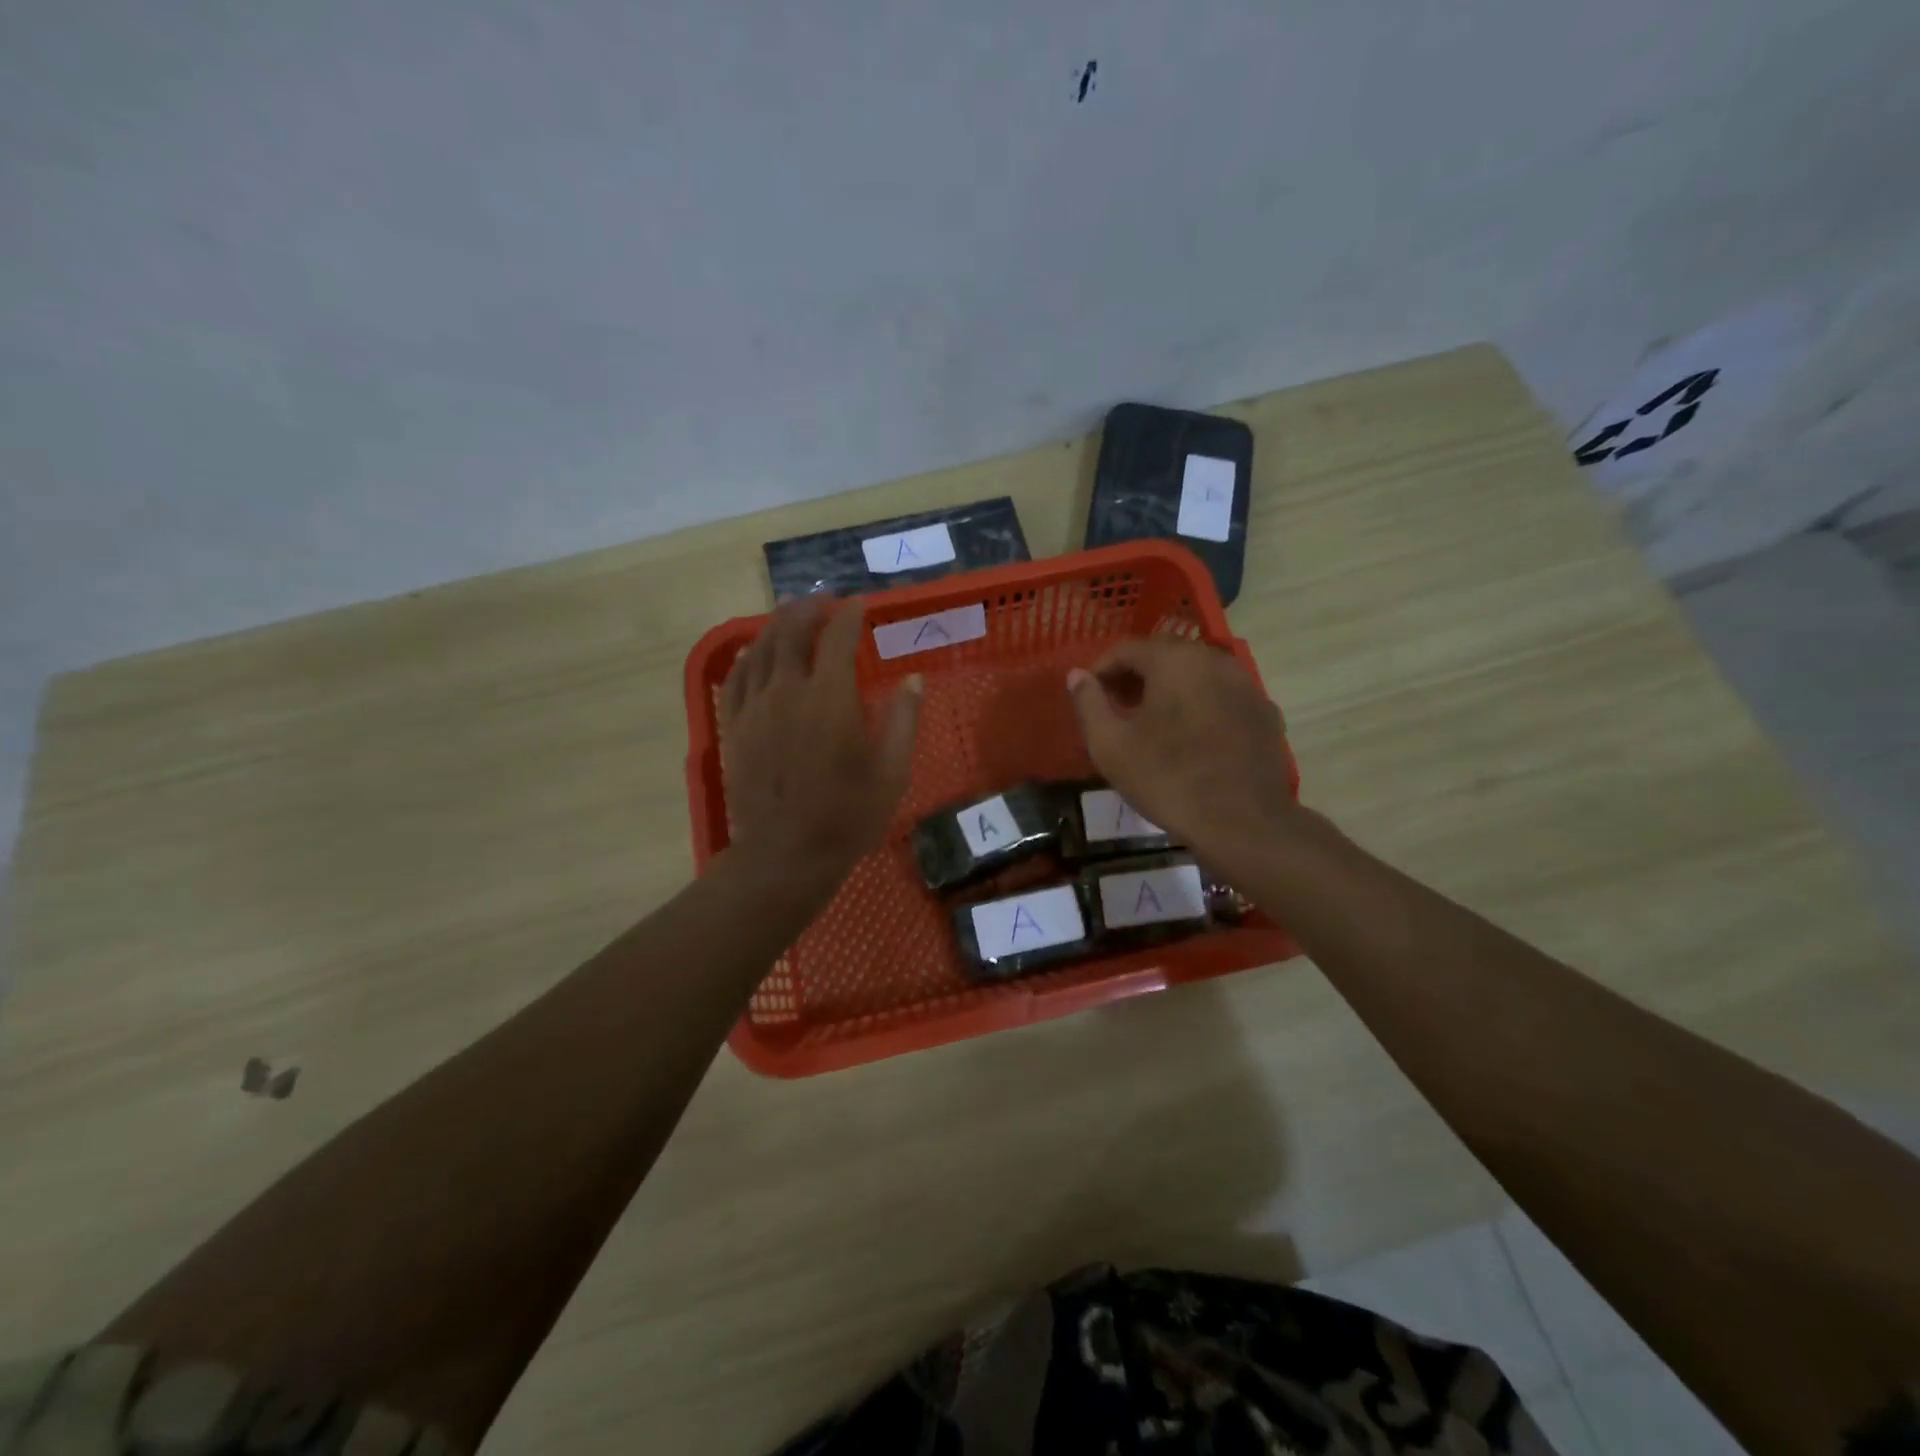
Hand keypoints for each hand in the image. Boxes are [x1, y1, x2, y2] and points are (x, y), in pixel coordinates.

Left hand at [720, 598, 922, 894]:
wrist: (785, 854)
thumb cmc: (848, 816)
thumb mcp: (892, 772)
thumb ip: (904, 720)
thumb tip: (913, 680)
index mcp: (830, 698)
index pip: (838, 638)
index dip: (849, 615)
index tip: (860, 604)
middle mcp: (788, 691)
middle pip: (791, 632)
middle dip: (807, 609)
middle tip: (822, 600)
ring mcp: (755, 708)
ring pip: (760, 650)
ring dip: (776, 625)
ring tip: (789, 613)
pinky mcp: (734, 727)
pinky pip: (736, 679)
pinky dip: (747, 657)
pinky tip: (754, 653)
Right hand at [1067, 638, 1296, 859]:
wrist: (1243, 824)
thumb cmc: (1167, 780)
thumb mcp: (1110, 745)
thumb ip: (1088, 703)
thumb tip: (1077, 675)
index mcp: (1175, 660)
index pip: (1127, 649)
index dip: (1101, 671)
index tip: (1089, 698)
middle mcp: (1215, 660)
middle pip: (1164, 655)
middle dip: (1135, 677)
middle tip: (1117, 709)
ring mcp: (1247, 685)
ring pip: (1196, 674)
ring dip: (1169, 690)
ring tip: (1151, 724)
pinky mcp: (1265, 712)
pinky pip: (1222, 696)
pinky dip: (1200, 705)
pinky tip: (1191, 738)